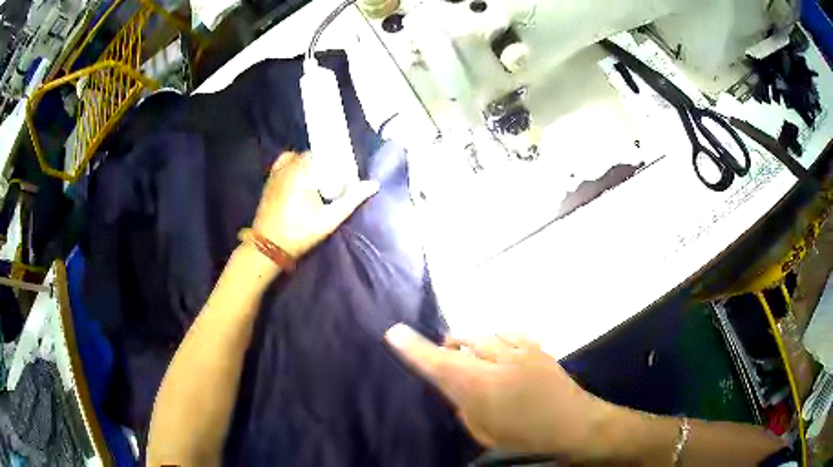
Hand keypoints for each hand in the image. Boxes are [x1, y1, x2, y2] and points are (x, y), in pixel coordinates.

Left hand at [252, 152, 378, 257]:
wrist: (269, 246)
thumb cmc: (300, 232)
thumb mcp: (330, 219)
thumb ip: (352, 200)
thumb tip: (374, 185)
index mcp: (303, 171)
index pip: (324, 153)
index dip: (335, 162)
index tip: (342, 176)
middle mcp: (288, 166)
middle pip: (311, 155)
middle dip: (322, 165)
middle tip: (331, 182)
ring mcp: (276, 172)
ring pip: (297, 158)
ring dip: (308, 165)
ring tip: (315, 181)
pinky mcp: (269, 180)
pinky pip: (284, 163)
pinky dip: (293, 166)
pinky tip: (298, 180)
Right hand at [384, 325, 610, 455]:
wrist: (574, 424)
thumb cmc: (526, 438)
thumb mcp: (484, 431)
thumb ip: (464, 404)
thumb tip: (454, 385)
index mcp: (480, 389)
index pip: (438, 364)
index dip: (414, 349)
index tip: (394, 332)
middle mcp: (496, 363)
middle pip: (460, 341)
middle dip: (447, 346)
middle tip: (450, 362)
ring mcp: (520, 352)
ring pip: (483, 334)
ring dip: (473, 344)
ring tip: (478, 360)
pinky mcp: (537, 348)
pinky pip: (508, 332)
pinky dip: (498, 339)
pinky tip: (500, 351)